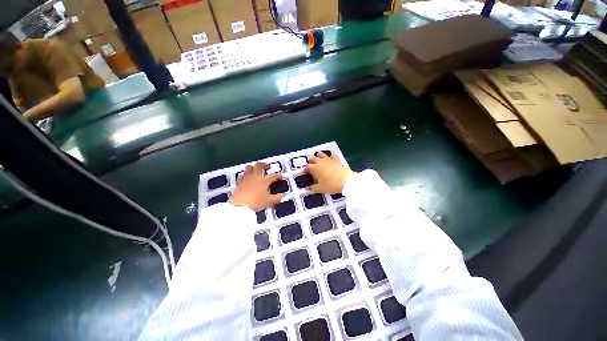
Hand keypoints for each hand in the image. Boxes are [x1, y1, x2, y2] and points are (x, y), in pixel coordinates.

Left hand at [230, 162, 284, 211]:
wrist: (240, 206)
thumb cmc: (255, 202)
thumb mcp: (268, 201)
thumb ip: (276, 198)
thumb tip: (283, 196)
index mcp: (264, 180)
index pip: (273, 176)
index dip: (278, 175)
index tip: (281, 176)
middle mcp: (255, 177)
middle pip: (259, 165)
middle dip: (264, 165)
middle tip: (267, 167)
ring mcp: (246, 178)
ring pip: (249, 167)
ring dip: (253, 167)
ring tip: (256, 170)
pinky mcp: (239, 182)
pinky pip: (242, 175)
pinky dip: (246, 174)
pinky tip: (247, 178)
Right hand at [305, 152, 355, 193]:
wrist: (346, 181)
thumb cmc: (331, 185)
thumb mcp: (321, 188)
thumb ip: (313, 188)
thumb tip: (308, 188)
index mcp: (315, 168)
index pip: (308, 167)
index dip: (305, 169)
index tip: (305, 172)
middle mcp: (321, 162)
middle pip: (313, 158)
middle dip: (310, 160)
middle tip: (310, 164)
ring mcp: (329, 160)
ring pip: (321, 154)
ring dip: (318, 155)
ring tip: (317, 157)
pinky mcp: (337, 161)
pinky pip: (332, 156)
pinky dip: (330, 156)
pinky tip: (330, 157)